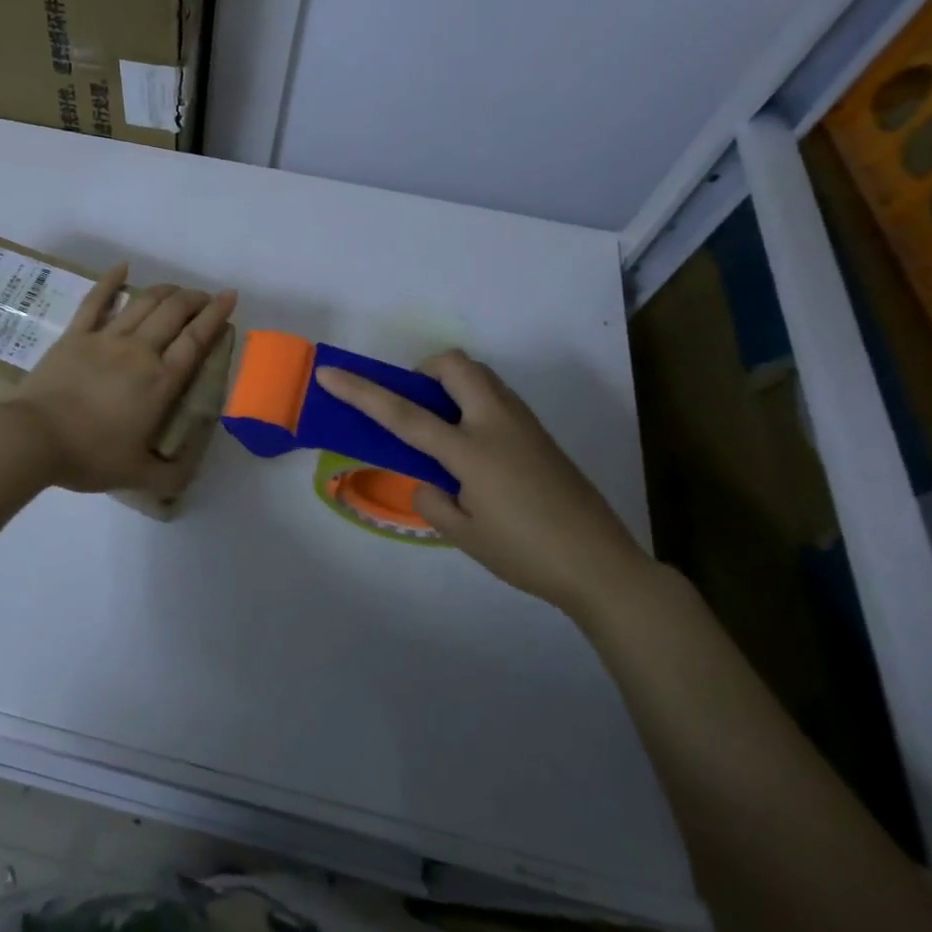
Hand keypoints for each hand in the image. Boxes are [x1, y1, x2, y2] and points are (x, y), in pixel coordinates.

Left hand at [4, 264, 236, 496]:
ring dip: (164, 291)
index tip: (229, 297)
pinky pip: (96, 301)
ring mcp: (105, 338)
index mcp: (160, 381)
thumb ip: (170, 476)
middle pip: (173, 313)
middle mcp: (139, 351)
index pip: (196, 340)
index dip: (216, 316)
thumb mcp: (138, 475)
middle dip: (194, 299)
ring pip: (142, 302)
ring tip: (176, 289)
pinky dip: (110, 280)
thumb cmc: (89, 455)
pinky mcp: (75, 335)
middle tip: (204, 297)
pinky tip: (122, 266)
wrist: (34, 438)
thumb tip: (190, 473)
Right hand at [314, 350, 650, 618]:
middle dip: (425, 371)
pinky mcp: (541, 435)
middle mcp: (496, 424)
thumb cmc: (527, 553)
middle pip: (455, 366)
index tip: (329, 373)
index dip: (361, 392)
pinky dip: (474, 403)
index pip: (403, 414)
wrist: (602, 565)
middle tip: (416, 405)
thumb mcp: (465, 535)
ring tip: (443, 429)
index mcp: (470, 451)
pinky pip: (498, 398)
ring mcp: (524, 425)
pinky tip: (476, 449)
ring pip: (481, 377)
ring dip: (452, 384)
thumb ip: (433, 500)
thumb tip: (429, 482)